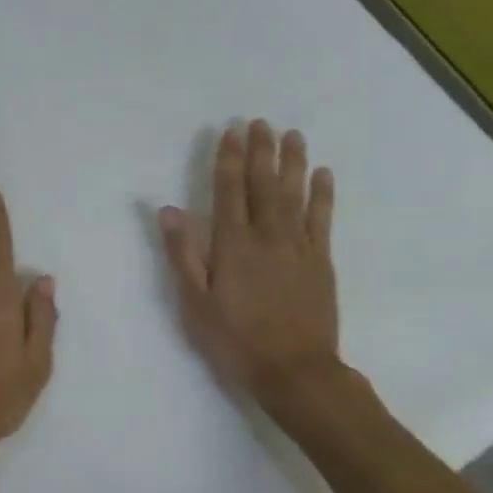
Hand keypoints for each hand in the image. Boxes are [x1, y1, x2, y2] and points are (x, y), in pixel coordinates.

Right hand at [159, 120, 341, 402]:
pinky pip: (322, 219)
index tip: (231, 131)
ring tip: (293, 135)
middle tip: (261, 122)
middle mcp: (267, 235)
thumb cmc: (235, 340)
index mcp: (232, 244)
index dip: (229, 159)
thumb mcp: (195, 303)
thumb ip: (182, 254)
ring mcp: (298, 246)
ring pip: (295, 194)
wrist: (295, 371)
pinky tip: (323, 174)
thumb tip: (169, 210)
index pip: (229, 190)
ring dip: (293, 162)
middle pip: (263, 184)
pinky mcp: (321, 261)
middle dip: (261, 151)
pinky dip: (323, 194)